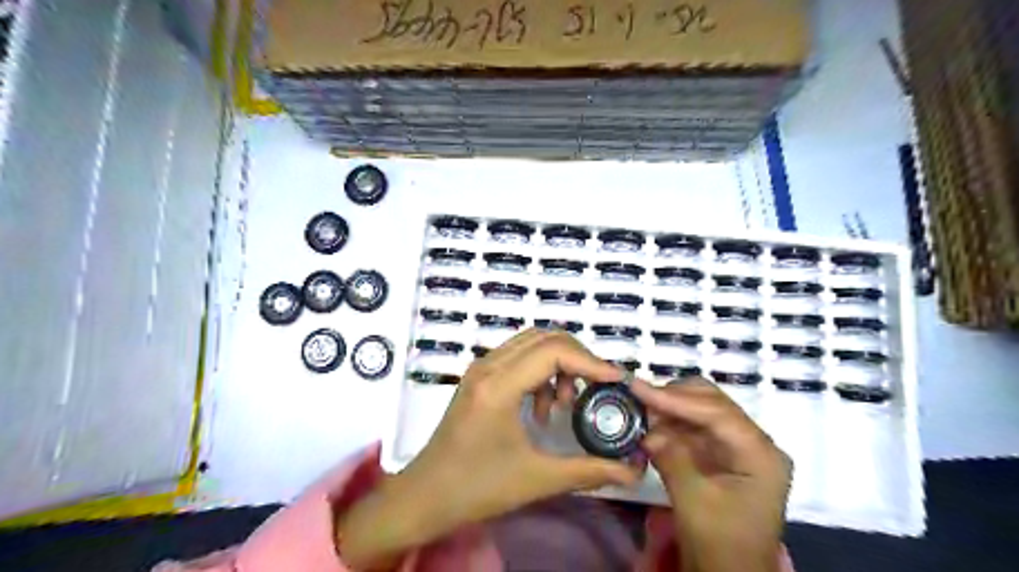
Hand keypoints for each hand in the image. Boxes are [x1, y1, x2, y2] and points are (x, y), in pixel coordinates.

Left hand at [342, 328, 643, 568]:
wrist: (426, 496)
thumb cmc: (477, 487)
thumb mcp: (537, 479)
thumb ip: (588, 470)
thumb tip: (632, 470)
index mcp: (498, 385)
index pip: (554, 352)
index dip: (591, 362)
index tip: (618, 380)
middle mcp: (488, 366)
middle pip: (544, 338)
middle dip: (578, 359)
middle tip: (597, 389)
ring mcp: (480, 369)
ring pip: (531, 344)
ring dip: (558, 365)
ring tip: (566, 404)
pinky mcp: (479, 378)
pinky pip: (518, 358)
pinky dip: (540, 373)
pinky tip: (543, 409)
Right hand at [635, 375, 789, 571]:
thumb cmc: (721, 544)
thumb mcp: (694, 500)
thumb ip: (672, 457)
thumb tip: (647, 430)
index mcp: (760, 454)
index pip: (716, 412)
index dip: (675, 398)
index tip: (638, 387)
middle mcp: (754, 443)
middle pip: (712, 403)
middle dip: (673, 397)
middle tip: (637, 395)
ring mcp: (738, 447)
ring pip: (701, 410)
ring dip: (669, 409)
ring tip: (639, 408)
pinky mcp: (722, 454)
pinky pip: (694, 428)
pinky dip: (671, 424)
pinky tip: (650, 425)